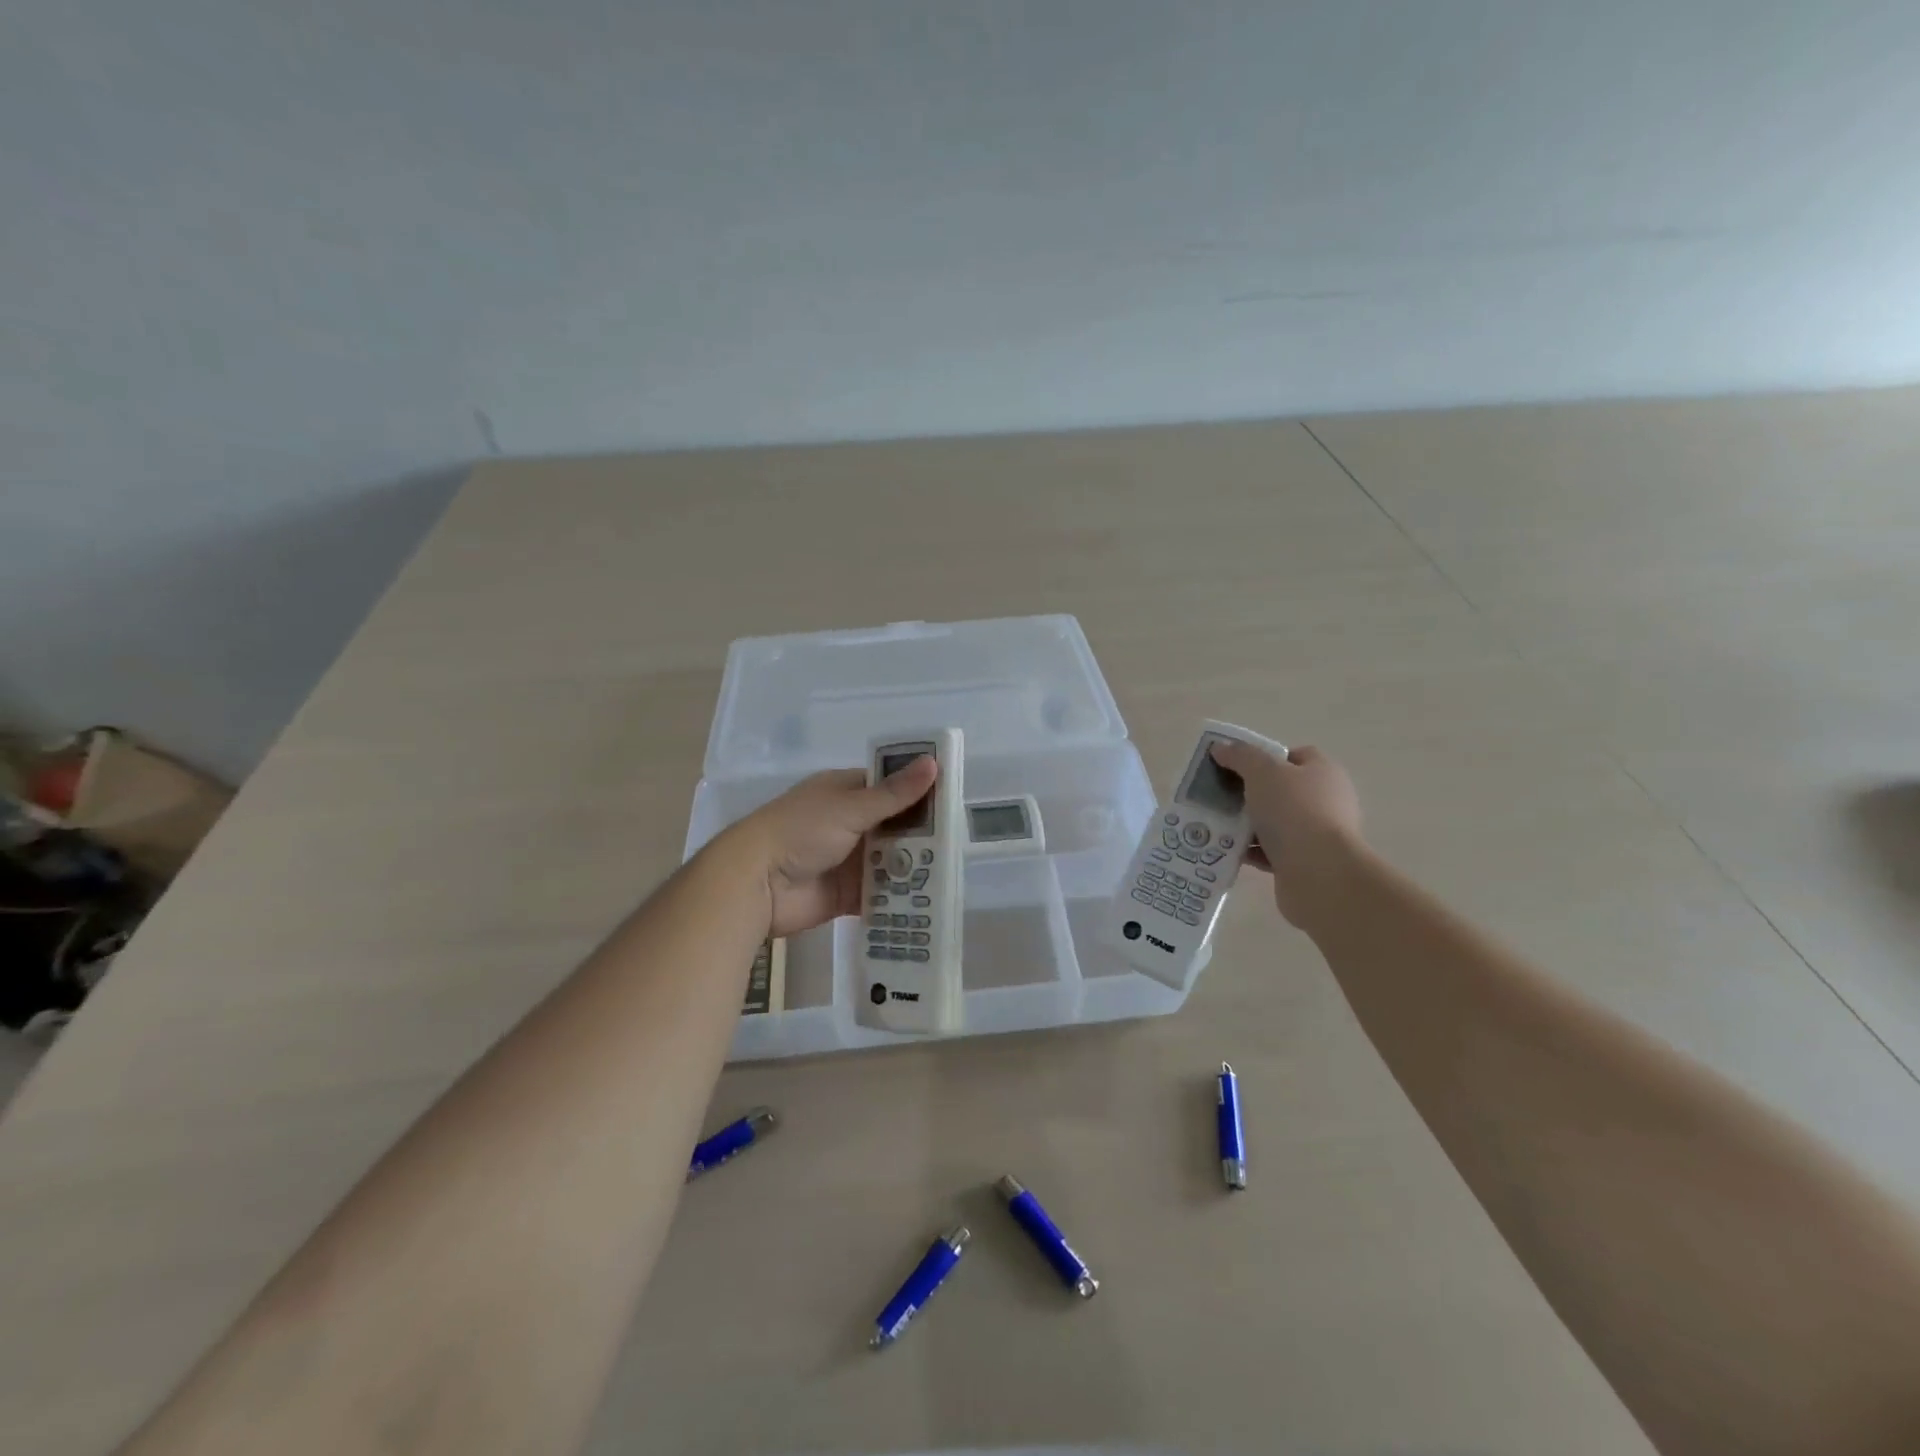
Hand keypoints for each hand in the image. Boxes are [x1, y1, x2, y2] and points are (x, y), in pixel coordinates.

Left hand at [728, 757, 939, 936]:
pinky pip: (879, 894)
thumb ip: (894, 794)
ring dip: (912, 866)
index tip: (951, 800)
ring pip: (889, 861)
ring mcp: (847, 860)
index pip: (888, 786)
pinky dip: (899, 897)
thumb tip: (933, 763)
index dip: (918, 791)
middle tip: (958, 842)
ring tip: (950, 873)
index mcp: (844, 793)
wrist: (756, 884)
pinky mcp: (846, 894)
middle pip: (893, 826)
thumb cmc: (800, 831)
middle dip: (921, 834)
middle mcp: (848, 824)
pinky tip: (928, 900)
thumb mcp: (850, 807)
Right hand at [1209, 740, 1364, 929]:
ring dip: (1246, 824)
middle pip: (1281, 790)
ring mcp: (1316, 835)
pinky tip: (1226, 850)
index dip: (1265, 757)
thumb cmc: (1294, 811)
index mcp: (1323, 773)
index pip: (1295, 756)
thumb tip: (1221, 748)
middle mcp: (1325, 801)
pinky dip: (1250, 850)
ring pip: (1273, 822)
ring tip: (1215, 824)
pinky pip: (1270, 851)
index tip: (1237, 766)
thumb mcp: (1262, 771)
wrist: (1319, 874)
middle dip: (1249, 792)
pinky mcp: (1304, 863)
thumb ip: (1241, 756)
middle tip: (1220, 795)